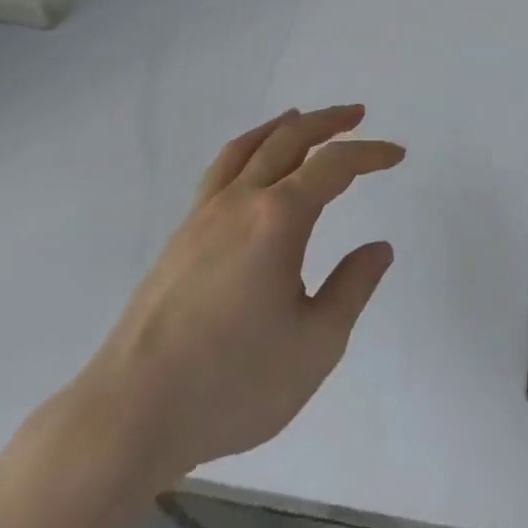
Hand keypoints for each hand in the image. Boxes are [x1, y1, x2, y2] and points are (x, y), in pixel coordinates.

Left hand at [78, 105, 403, 486]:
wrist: (131, 413)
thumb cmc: (233, 383)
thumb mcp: (315, 345)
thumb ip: (352, 289)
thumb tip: (379, 248)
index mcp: (278, 219)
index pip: (334, 166)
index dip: (370, 154)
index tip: (396, 154)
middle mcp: (241, 201)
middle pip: (289, 139)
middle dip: (328, 122)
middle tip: (356, 114)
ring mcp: (204, 215)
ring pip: (248, 147)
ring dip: (282, 126)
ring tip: (301, 117)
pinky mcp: (180, 236)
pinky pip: (220, 170)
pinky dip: (246, 148)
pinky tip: (249, 166)